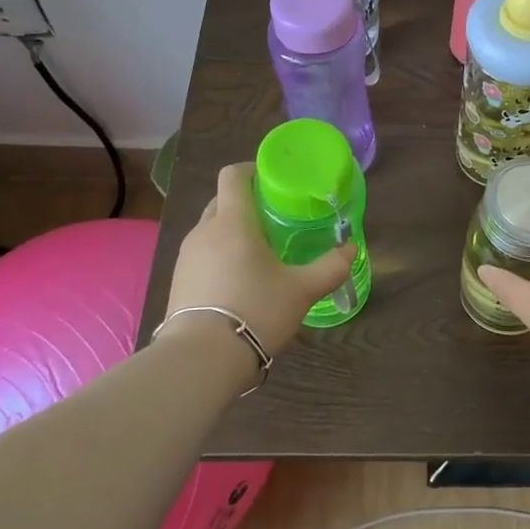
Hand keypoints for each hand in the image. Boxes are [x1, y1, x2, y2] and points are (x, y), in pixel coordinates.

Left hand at [163, 162, 356, 357]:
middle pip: (222, 201)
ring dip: (232, 232)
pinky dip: (219, 256)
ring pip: (211, 230)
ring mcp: (186, 257)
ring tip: (259, 254)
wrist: (201, 358)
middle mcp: (204, 231)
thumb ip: (330, 267)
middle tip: (275, 220)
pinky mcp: (177, 281)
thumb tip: (351, 249)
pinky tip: (238, 281)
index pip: (233, 175)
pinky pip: (202, 255)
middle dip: (246, 204)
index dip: (252, 169)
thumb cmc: (256, 311)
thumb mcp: (302, 290)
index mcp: (232, 222)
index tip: (273, 180)